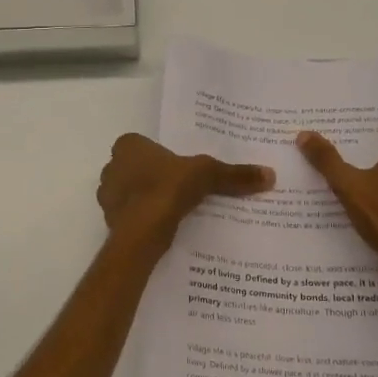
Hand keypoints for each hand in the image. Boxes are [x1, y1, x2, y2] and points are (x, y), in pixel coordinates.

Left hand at [97, 134, 273, 246]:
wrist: (142, 232)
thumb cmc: (168, 189)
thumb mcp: (207, 175)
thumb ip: (234, 175)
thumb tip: (270, 174)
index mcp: (128, 146)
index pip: (140, 144)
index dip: (156, 154)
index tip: (175, 166)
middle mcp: (111, 167)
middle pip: (133, 168)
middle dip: (150, 177)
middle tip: (176, 187)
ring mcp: (107, 196)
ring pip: (128, 193)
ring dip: (144, 199)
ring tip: (171, 209)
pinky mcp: (110, 221)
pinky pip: (128, 217)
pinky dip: (142, 220)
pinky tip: (161, 227)